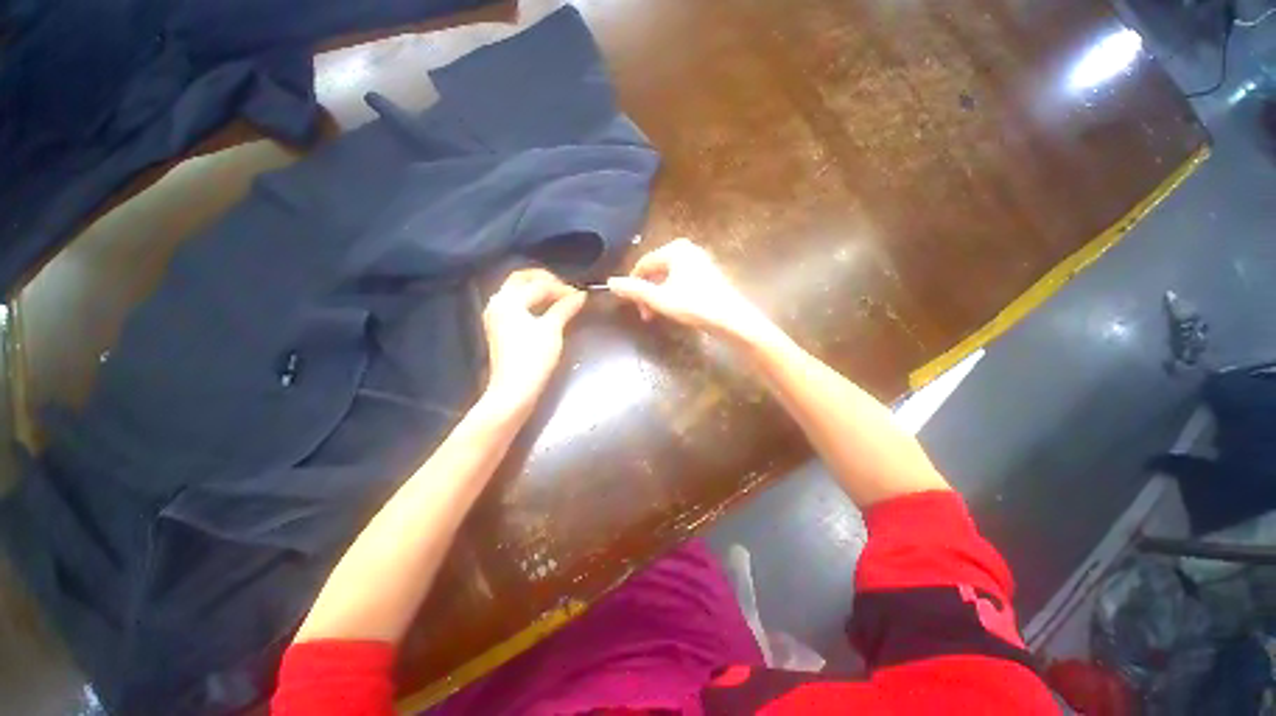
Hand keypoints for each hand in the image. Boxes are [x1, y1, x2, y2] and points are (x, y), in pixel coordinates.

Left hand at [481, 269, 585, 413]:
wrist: (514, 390)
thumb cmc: (533, 358)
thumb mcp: (552, 330)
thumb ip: (565, 308)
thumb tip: (580, 295)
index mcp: (509, 300)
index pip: (539, 285)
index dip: (562, 288)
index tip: (580, 296)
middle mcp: (498, 303)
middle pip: (521, 279)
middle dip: (545, 280)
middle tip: (566, 290)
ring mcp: (496, 315)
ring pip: (517, 291)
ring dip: (537, 290)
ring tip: (559, 299)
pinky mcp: (499, 328)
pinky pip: (515, 304)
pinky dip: (531, 301)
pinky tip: (546, 310)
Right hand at [607, 239, 776, 345]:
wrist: (732, 319)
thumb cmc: (695, 305)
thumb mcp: (660, 299)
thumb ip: (634, 290)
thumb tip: (610, 283)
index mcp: (675, 250)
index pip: (643, 264)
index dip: (633, 284)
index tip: (632, 306)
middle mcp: (687, 250)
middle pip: (655, 271)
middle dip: (647, 293)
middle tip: (646, 314)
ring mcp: (699, 261)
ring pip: (667, 278)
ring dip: (658, 296)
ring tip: (658, 315)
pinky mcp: (707, 274)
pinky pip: (680, 281)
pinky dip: (672, 294)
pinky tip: (674, 309)